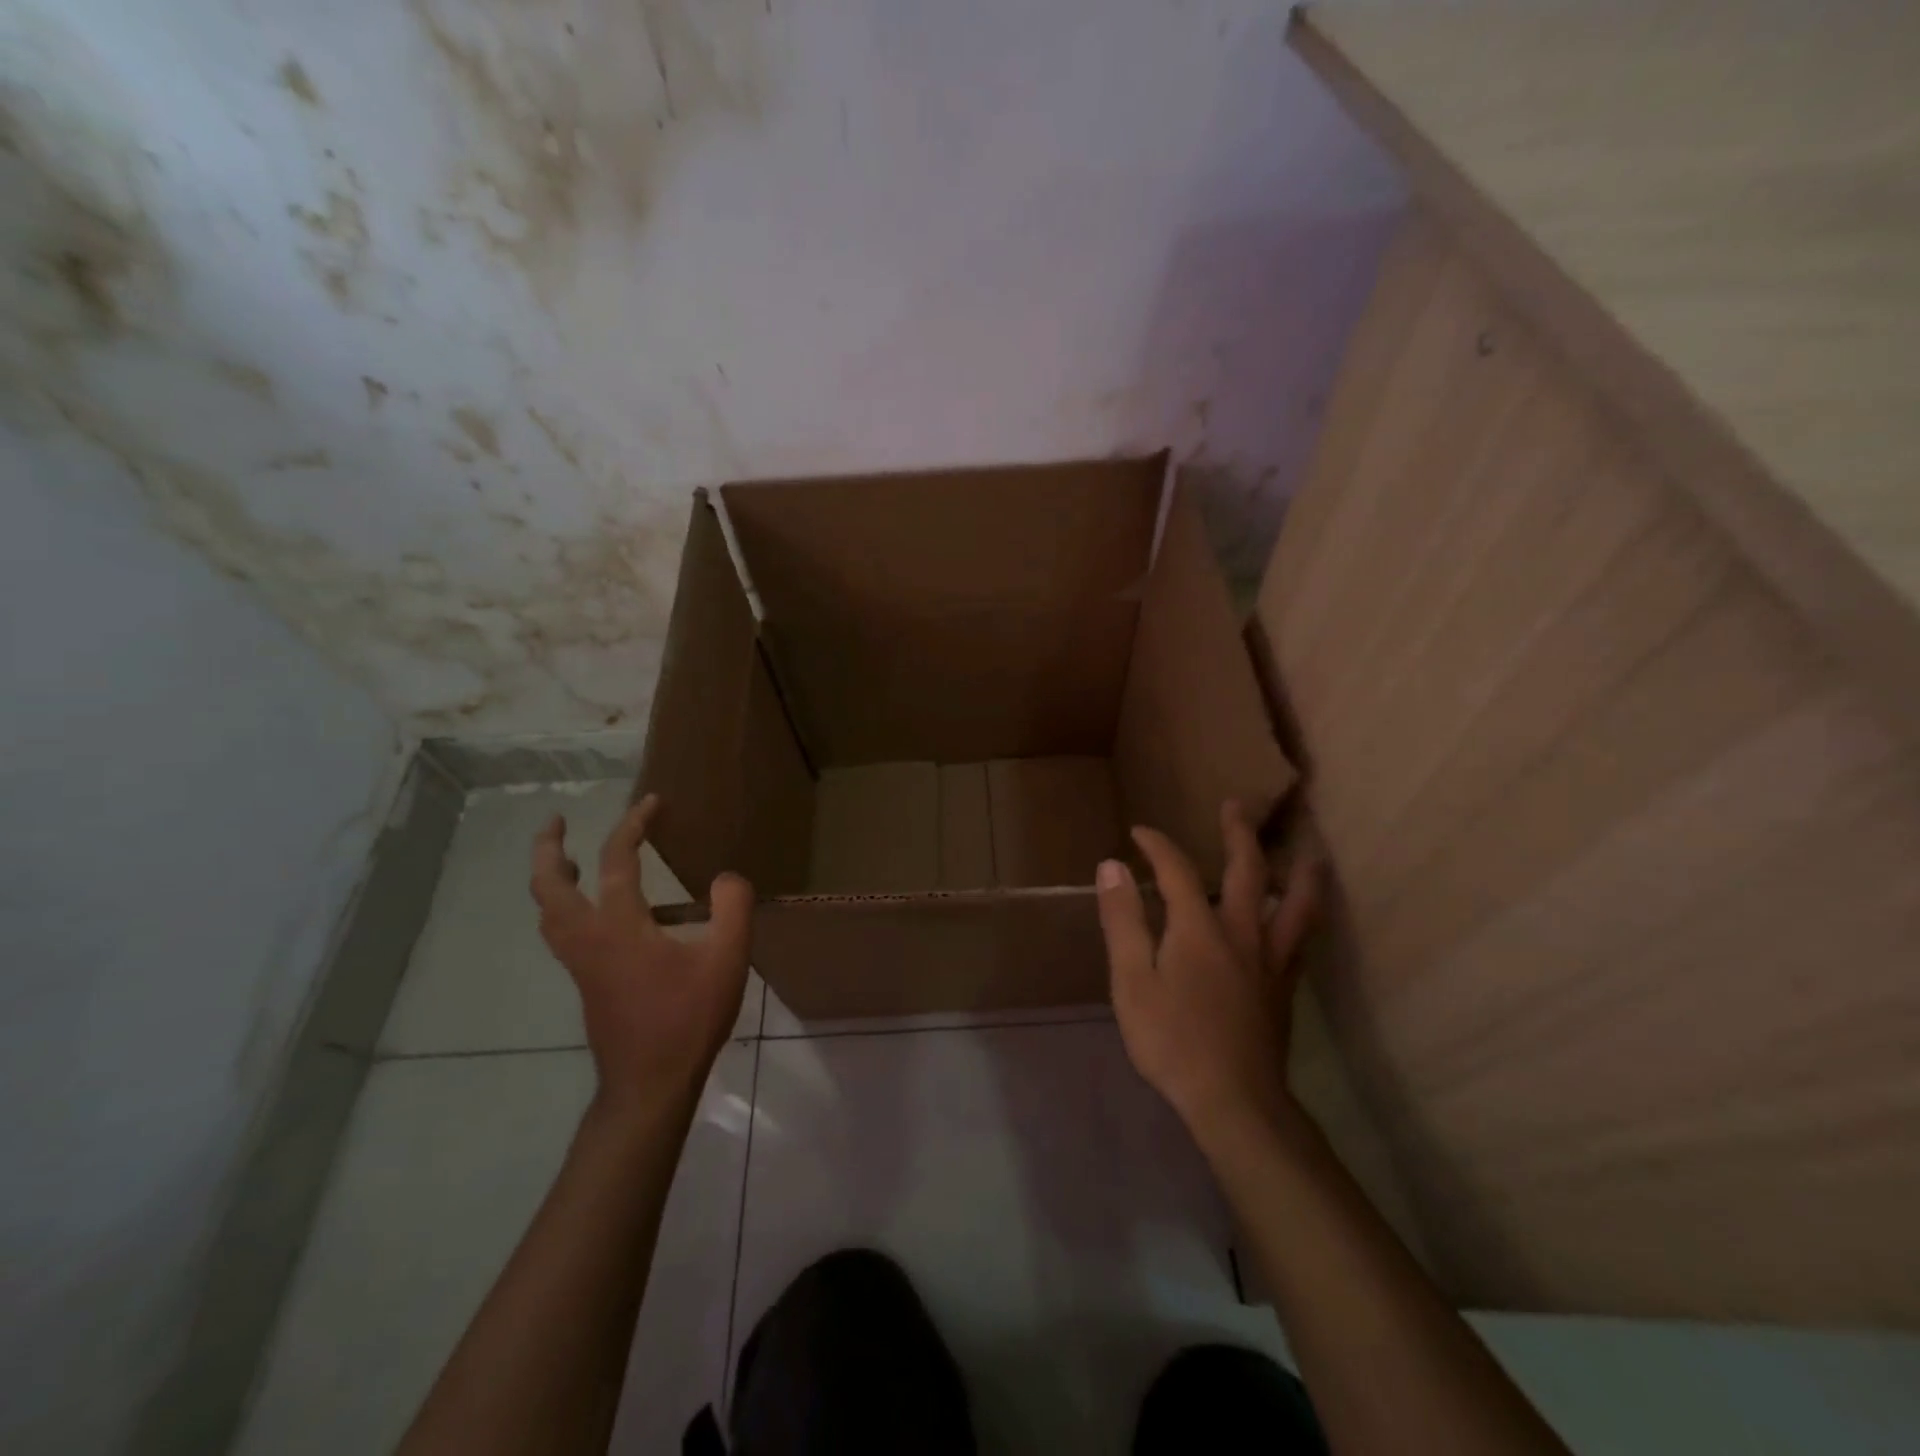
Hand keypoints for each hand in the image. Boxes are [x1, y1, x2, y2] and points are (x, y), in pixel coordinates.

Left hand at [529, 794, 753, 1117]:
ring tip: (565, 859)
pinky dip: (564, 906)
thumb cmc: (687, 1019)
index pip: (617, 860)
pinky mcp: (586, 983)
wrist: (648, 1085)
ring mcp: (581, 964)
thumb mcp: (727, 959)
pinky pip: (561, 932)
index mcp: (619, 926)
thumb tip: (726, 877)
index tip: (652, 802)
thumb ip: (732, 908)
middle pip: (548, 887)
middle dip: (548, 848)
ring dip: (549, 879)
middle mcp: (588, 939)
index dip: (633, 824)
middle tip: (556, 821)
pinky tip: (596, 912)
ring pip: (548, 913)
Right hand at [1094, 801, 1320, 1135]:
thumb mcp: (1132, 981)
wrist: (1233, 1101)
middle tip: (1237, 805)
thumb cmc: (1172, 1041)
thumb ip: (1123, 921)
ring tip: (1310, 851)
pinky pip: (1301, 939)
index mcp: (1199, 929)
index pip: (1178, 871)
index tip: (1139, 833)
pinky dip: (1305, 915)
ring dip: (1299, 872)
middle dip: (1239, 834)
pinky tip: (1303, 917)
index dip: (1157, 846)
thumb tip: (1112, 867)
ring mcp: (1269, 961)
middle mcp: (1242, 933)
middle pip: (1248, 872)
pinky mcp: (1283, 988)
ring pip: (1296, 905)